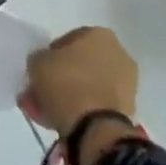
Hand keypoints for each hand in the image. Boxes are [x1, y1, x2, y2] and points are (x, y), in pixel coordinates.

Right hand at [24, 27, 138, 136]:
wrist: (96, 130)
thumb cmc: (67, 84)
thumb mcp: (38, 63)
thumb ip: (39, 59)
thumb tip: (43, 65)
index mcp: (99, 34)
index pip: (68, 40)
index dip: (51, 56)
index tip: (40, 72)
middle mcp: (118, 53)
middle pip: (81, 64)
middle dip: (61, 77)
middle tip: (43, 93)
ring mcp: (126, 84)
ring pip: (89, 86)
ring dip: (71, 96)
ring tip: (49, 112)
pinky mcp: (128, 111)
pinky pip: (98, 105)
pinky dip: (83, 111)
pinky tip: (64, 122)